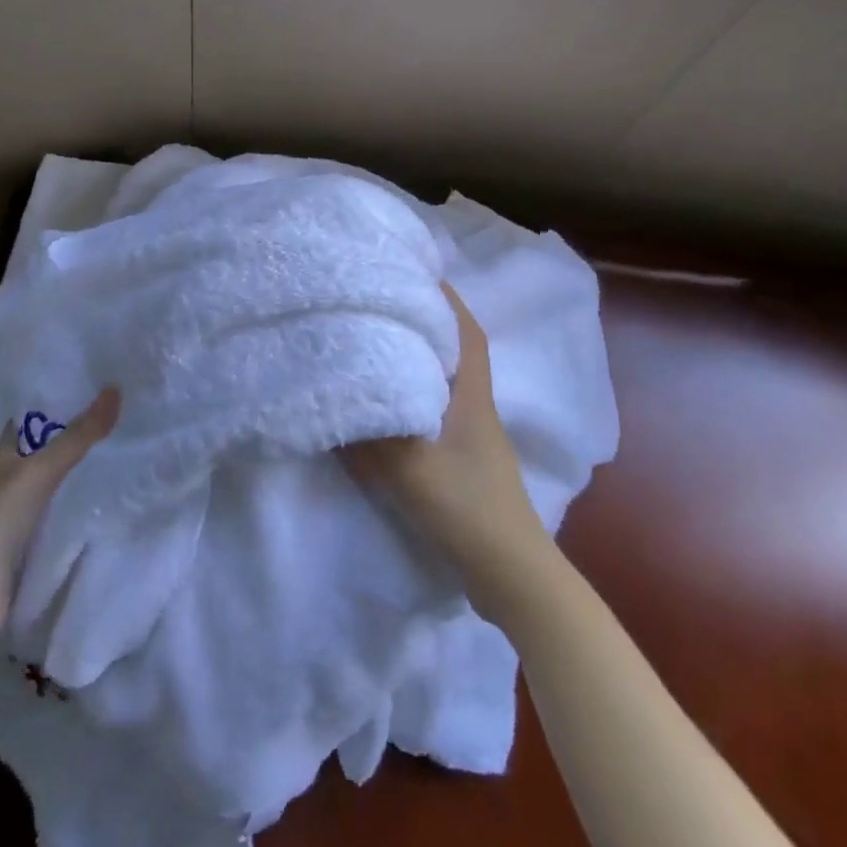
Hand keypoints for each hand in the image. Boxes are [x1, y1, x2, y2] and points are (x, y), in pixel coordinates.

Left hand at [0, 388, 119, 631]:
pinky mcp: (27, 543)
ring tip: (122, 454)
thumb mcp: (41, 471)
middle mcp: (9, 479)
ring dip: (79, 472)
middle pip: (47, 450)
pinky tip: (104, 500)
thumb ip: (79, 435)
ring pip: (54, 483)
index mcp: (4, 454)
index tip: (95, 389)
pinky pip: (58, 514)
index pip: (33, 419)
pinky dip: (77, 505)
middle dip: (77, 437)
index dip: (59, 403)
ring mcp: (17, 513)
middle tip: (120, 419)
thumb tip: (115, 389)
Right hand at [343, 285, 550, 622]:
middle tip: (385, 305)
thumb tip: (336, 401)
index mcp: (471, 395)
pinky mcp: (464, 462)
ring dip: (419, 361)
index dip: (448, 300)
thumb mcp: (410, 469)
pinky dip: (414, 399)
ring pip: (444, 383)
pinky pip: (435, 413)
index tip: (420, 274)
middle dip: (426, 324)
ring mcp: (473, 436)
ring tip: (379, 347)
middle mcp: (476, 406)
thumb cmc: (467, 508)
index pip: (466, 332)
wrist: (510, 573)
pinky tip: (388, 407)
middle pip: (454, 351)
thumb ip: (370, 437)